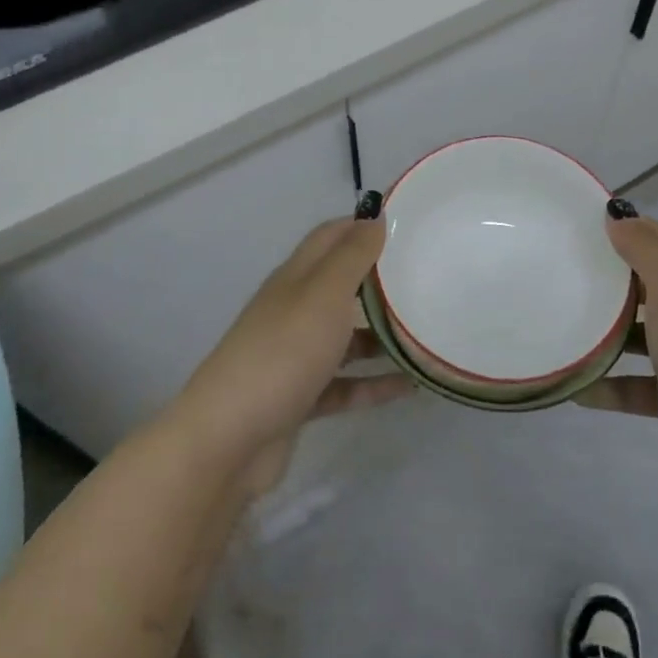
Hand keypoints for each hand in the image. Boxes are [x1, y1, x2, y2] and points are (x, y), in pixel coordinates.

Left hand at [175, 218, 411, 498]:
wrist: (229, 440)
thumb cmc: (282, 354)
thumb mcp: (322, 295)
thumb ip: (351, 256)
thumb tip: (375, 216)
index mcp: (296, 279)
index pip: (331, 238)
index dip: (364, 226)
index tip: (408, 226)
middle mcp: (294, 311)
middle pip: (341, 286)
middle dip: (380, 281)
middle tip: (427, 278)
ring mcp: (295, 357)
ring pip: (346, 337)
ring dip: (383, 335)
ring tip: (427, 333)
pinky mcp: (301, 398)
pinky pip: (345, 384)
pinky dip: (374, 383)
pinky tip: (410, 386)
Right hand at [576, 216, 657, 507]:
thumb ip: (646, 248)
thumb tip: (616, 216)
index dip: (624, 228)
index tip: (577, 227)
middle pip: (648, 284)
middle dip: (608, 278)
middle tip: (560, 271)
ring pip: (641, 334)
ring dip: (606, 331)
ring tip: (561, 323)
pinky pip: (635, 383)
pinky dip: (608, 383)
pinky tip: (575, 384)